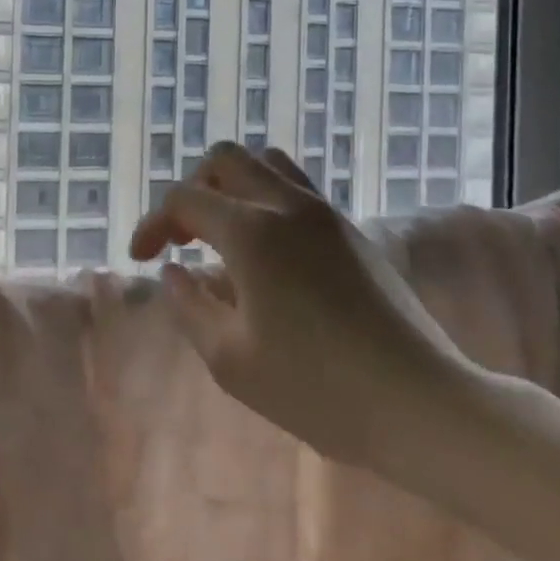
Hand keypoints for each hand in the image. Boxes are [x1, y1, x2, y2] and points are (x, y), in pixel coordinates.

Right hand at [129, 142, 482, 476]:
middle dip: (192, 189)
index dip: (152, 223)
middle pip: (225, 159)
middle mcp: (287, 205)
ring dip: (233, 185)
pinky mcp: (352, 229)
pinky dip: (266, 198)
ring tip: (223, 231)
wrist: (418, 401)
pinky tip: (266, 250)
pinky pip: (297, 187)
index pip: (184, 200)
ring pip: (267, 162)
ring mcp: (326, 212)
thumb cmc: (316, 389)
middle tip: (182, 237)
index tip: (141, 260)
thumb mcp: (230, 360)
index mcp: (251, 232)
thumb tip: (173, 271)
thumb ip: (190, 306)